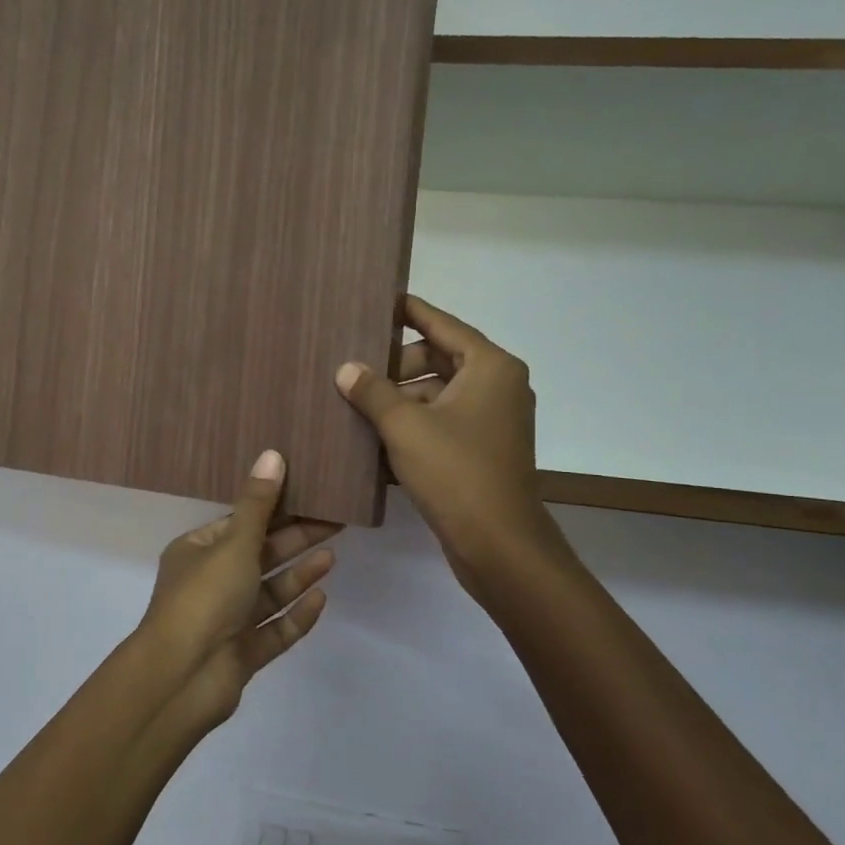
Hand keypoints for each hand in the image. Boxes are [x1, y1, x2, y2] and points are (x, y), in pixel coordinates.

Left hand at [133, 450, 338, 729]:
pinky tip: (322, 600)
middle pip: (259, 556)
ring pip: (269, 594)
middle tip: (335, 520)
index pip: (240, 524)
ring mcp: (227, 622)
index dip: (274, 509)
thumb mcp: (233, 544)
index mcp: (197, 552)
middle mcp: (210, 583)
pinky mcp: (243, 654)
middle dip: (295, 540)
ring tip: (332, 556)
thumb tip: (273, 454)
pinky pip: (274, 630)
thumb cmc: (204, 598)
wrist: (182, 678)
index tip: (309, 494)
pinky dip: (296, 615)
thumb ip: (258, 505)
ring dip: (298, 575)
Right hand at [335, 295, 570, 591]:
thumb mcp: (404, 426)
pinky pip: (440, 424)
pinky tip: (372, 437)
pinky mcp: (481, 451)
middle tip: (353, 368)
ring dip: (399, 400)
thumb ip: (372, 391)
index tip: (379, 300)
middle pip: (438, 359)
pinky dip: (411, 426)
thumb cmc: (455, 472)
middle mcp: (497, 386)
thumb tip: (346, 368)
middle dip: (395, 366)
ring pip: (436, 395)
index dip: (409, 311)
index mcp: (489, 367)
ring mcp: (491, 421)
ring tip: (354, 405)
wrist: (498, 544)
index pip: (442, 324)